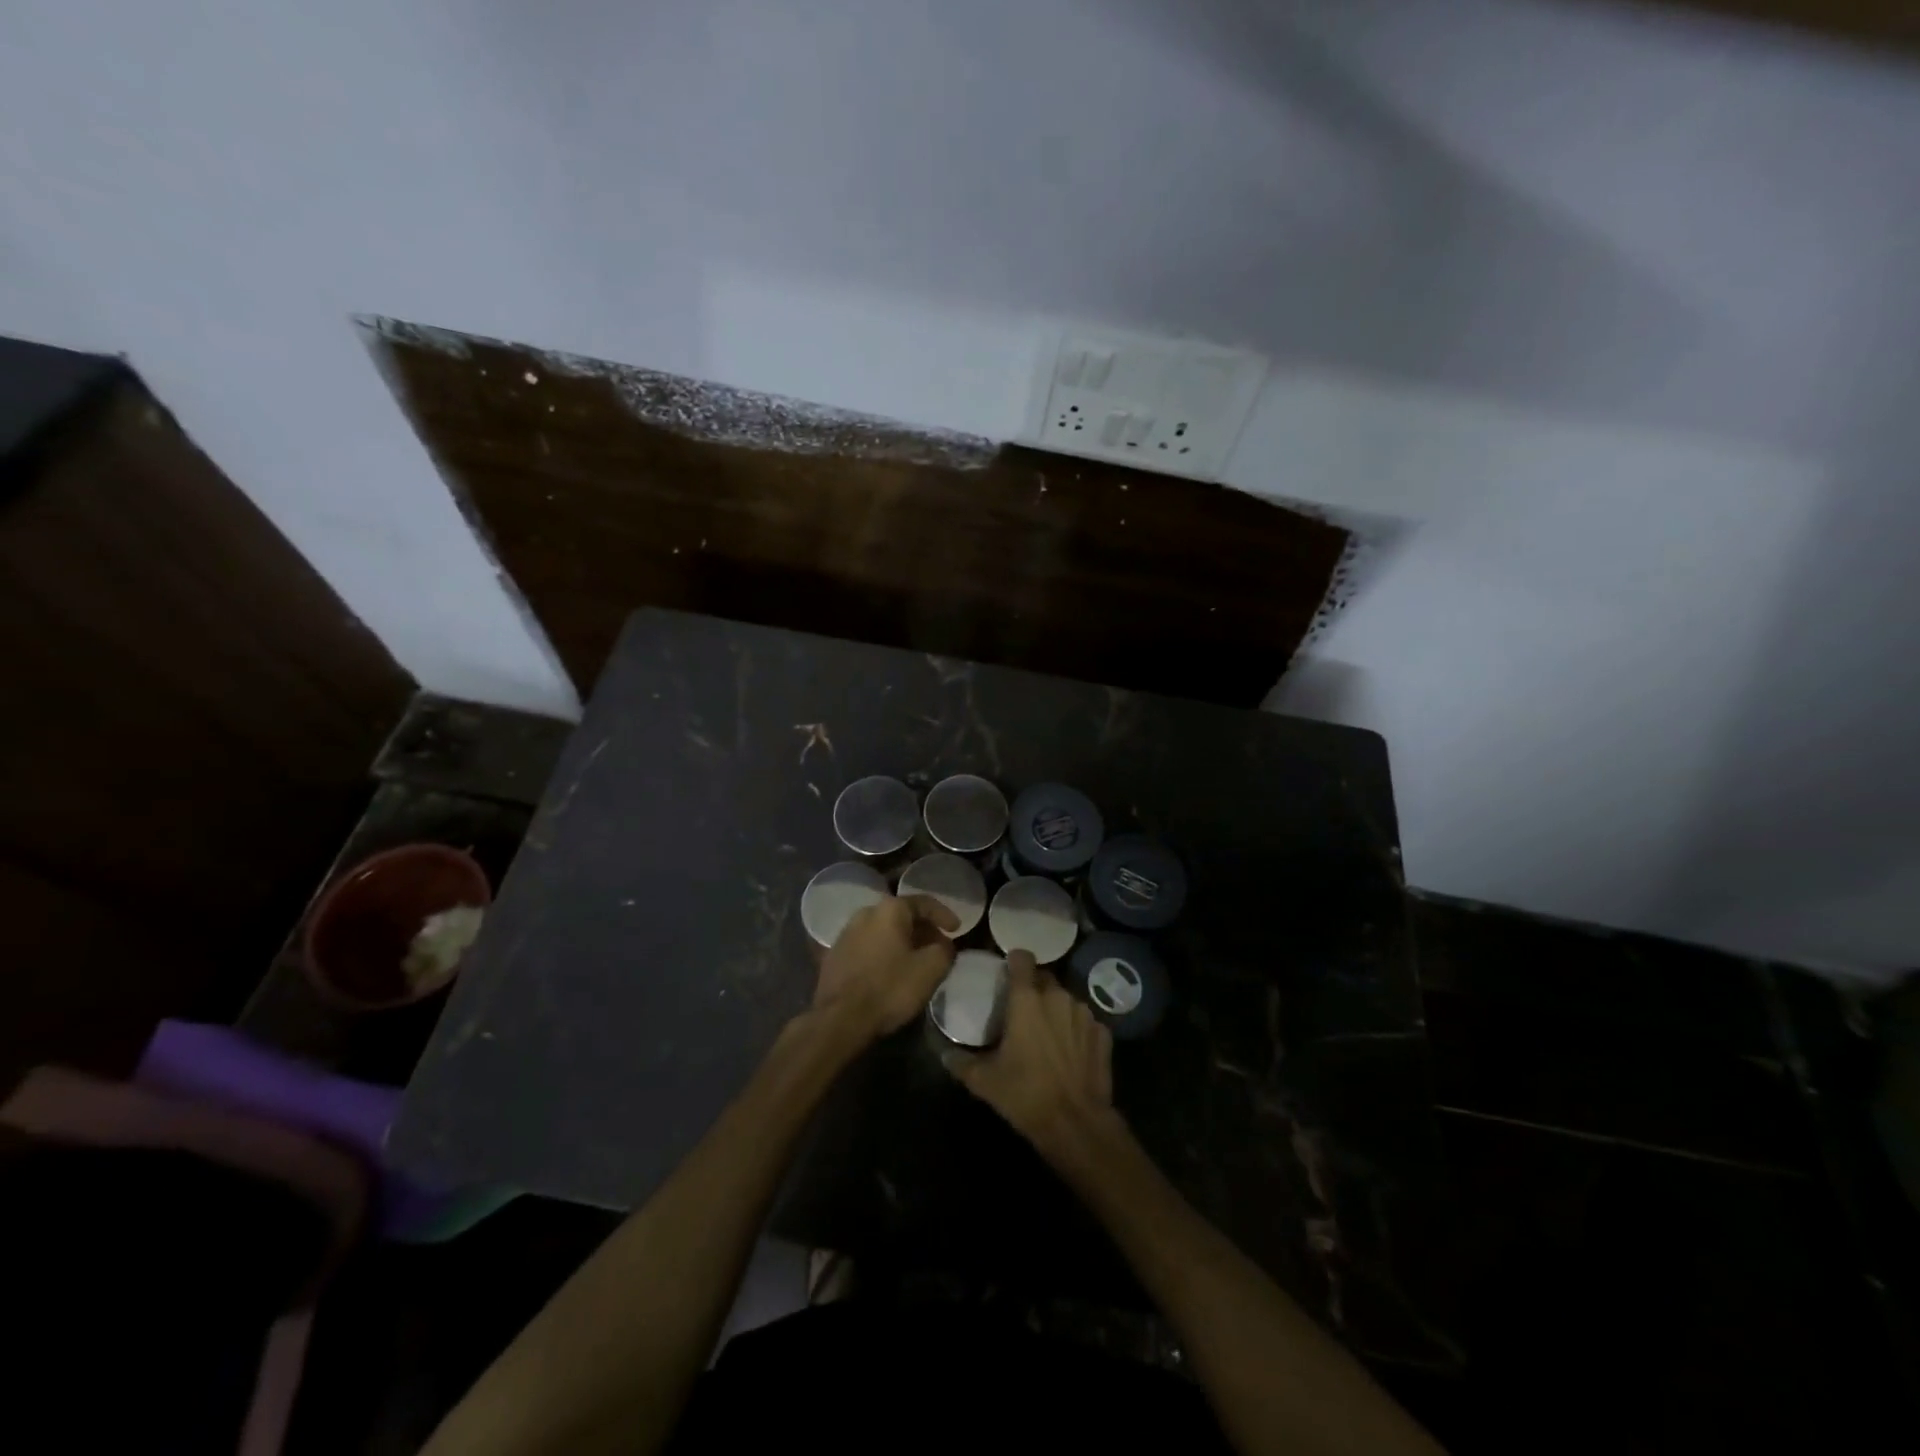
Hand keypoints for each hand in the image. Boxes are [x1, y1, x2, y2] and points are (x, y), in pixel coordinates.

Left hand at [813, 894, 957, 1039]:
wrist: (840, 1019)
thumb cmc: (890, 988)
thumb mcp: (931, 969)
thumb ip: (945, 951)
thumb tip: (944, 945)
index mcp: (889, 910)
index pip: (924, 902)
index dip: (944, 914)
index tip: (957, 930)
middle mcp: (865, 913)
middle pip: (902, 916)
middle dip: (923, 930)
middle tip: (938, 947)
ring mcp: (846, 934)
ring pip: (883, 931)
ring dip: (902, 942)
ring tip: (916, 961)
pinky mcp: (834, 956)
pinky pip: (868, 946)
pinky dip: (884, 953)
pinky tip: (890, 972)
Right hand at [942, 950, 1114, 1158]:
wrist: (1075, 1124)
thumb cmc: (1025, 1094)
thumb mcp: (984, 1081)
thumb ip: (961, 1062)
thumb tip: (945, 1053)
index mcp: (1027, 1000)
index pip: (1022, 959)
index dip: (1014, 961)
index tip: (1007, 971)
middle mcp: (1058, 997)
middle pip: (1044, 978)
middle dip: (1033, 988)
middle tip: (1022, 1011)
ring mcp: (1084, 1014)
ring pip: (1066, 999)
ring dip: (1055, 1009)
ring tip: (1046, 1032)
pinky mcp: (1103, 1033)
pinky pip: (1085, 1022)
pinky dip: (1076, 1029)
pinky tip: (1070, 1050)